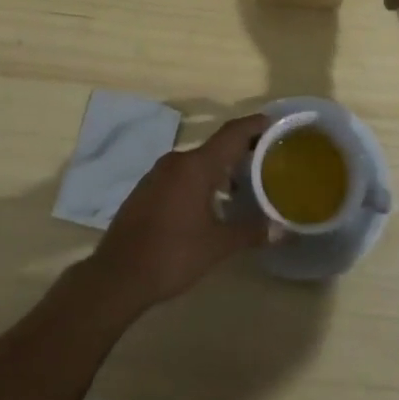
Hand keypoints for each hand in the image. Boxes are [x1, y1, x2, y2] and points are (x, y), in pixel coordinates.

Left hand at [85, 113, 273, 313]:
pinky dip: (200, 180)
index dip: (254, 125)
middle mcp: (177, 161)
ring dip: (220, 169)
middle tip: (266, 160)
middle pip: (216, 147)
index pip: (232, 133)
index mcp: (196, 166)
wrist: (116, 276)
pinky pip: (181, 175)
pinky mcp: (146, 190)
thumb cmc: (172, 254)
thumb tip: (282, 230)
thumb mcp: (217, 245)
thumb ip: (251, 232)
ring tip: (242, 186)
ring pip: (197, 162)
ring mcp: (157, 174)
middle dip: (241, 151)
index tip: (274, 123)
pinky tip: (209, 203)